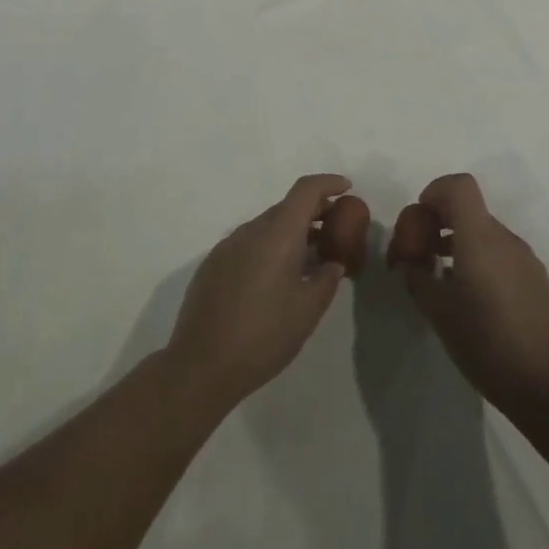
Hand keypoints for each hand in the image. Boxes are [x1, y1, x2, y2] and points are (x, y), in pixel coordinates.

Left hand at [164, 175, 359, 409]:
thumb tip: (333, 263)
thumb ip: (327, 279)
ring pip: (267, 226)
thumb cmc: (263, 335)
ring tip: (311, 258)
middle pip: (286, 207)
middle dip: (313, 212)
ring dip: (291, 232)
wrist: (201, 365)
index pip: (305, 191)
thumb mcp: (308, 310)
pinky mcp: (213, 265)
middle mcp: (250, 231)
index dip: (328, 183)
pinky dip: (270, 248)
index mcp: (277, 234)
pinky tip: (277, 278)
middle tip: (335, 231)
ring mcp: (227, 246)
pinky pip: (249, 244)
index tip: (347, 189)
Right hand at [387, 173, 548, 413]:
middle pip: (469, 210)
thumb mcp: (437, 311)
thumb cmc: (485, 343)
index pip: (459, 186)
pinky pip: (501, 255)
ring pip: (485, 234)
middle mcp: (505, 239)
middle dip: (439, 224)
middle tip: (420, 258)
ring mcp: (526, 259)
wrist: (548, 387)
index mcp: (480, 238)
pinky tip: (471, 300)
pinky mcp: (537, 281)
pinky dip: (479, 261)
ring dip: (458, 244)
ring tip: (441, 281)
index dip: (434, 193)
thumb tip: (409, 262)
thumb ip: (417, 277)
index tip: (419, 223)